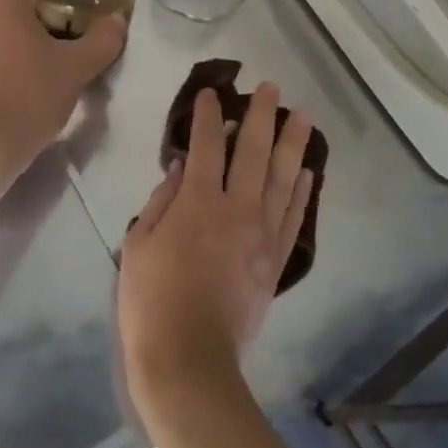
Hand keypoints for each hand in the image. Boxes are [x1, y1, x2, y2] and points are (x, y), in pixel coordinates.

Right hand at [119, 83, 314, 423]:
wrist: (189, 358)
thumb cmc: (151, 300)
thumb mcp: (139, 245)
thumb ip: (161, 201)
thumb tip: (181, 169)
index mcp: (198, 202)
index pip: (206, 144)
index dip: (208, 115)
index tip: (212, 93)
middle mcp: (237, 208)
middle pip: (253, 151)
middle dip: (261, 115)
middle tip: (271, 88)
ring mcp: (262, 234)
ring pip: (282, 178)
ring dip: (293, 144)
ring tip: (303, 117)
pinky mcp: (276, 260)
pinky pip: (294, 217)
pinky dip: (302, 192)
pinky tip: (308, 172)